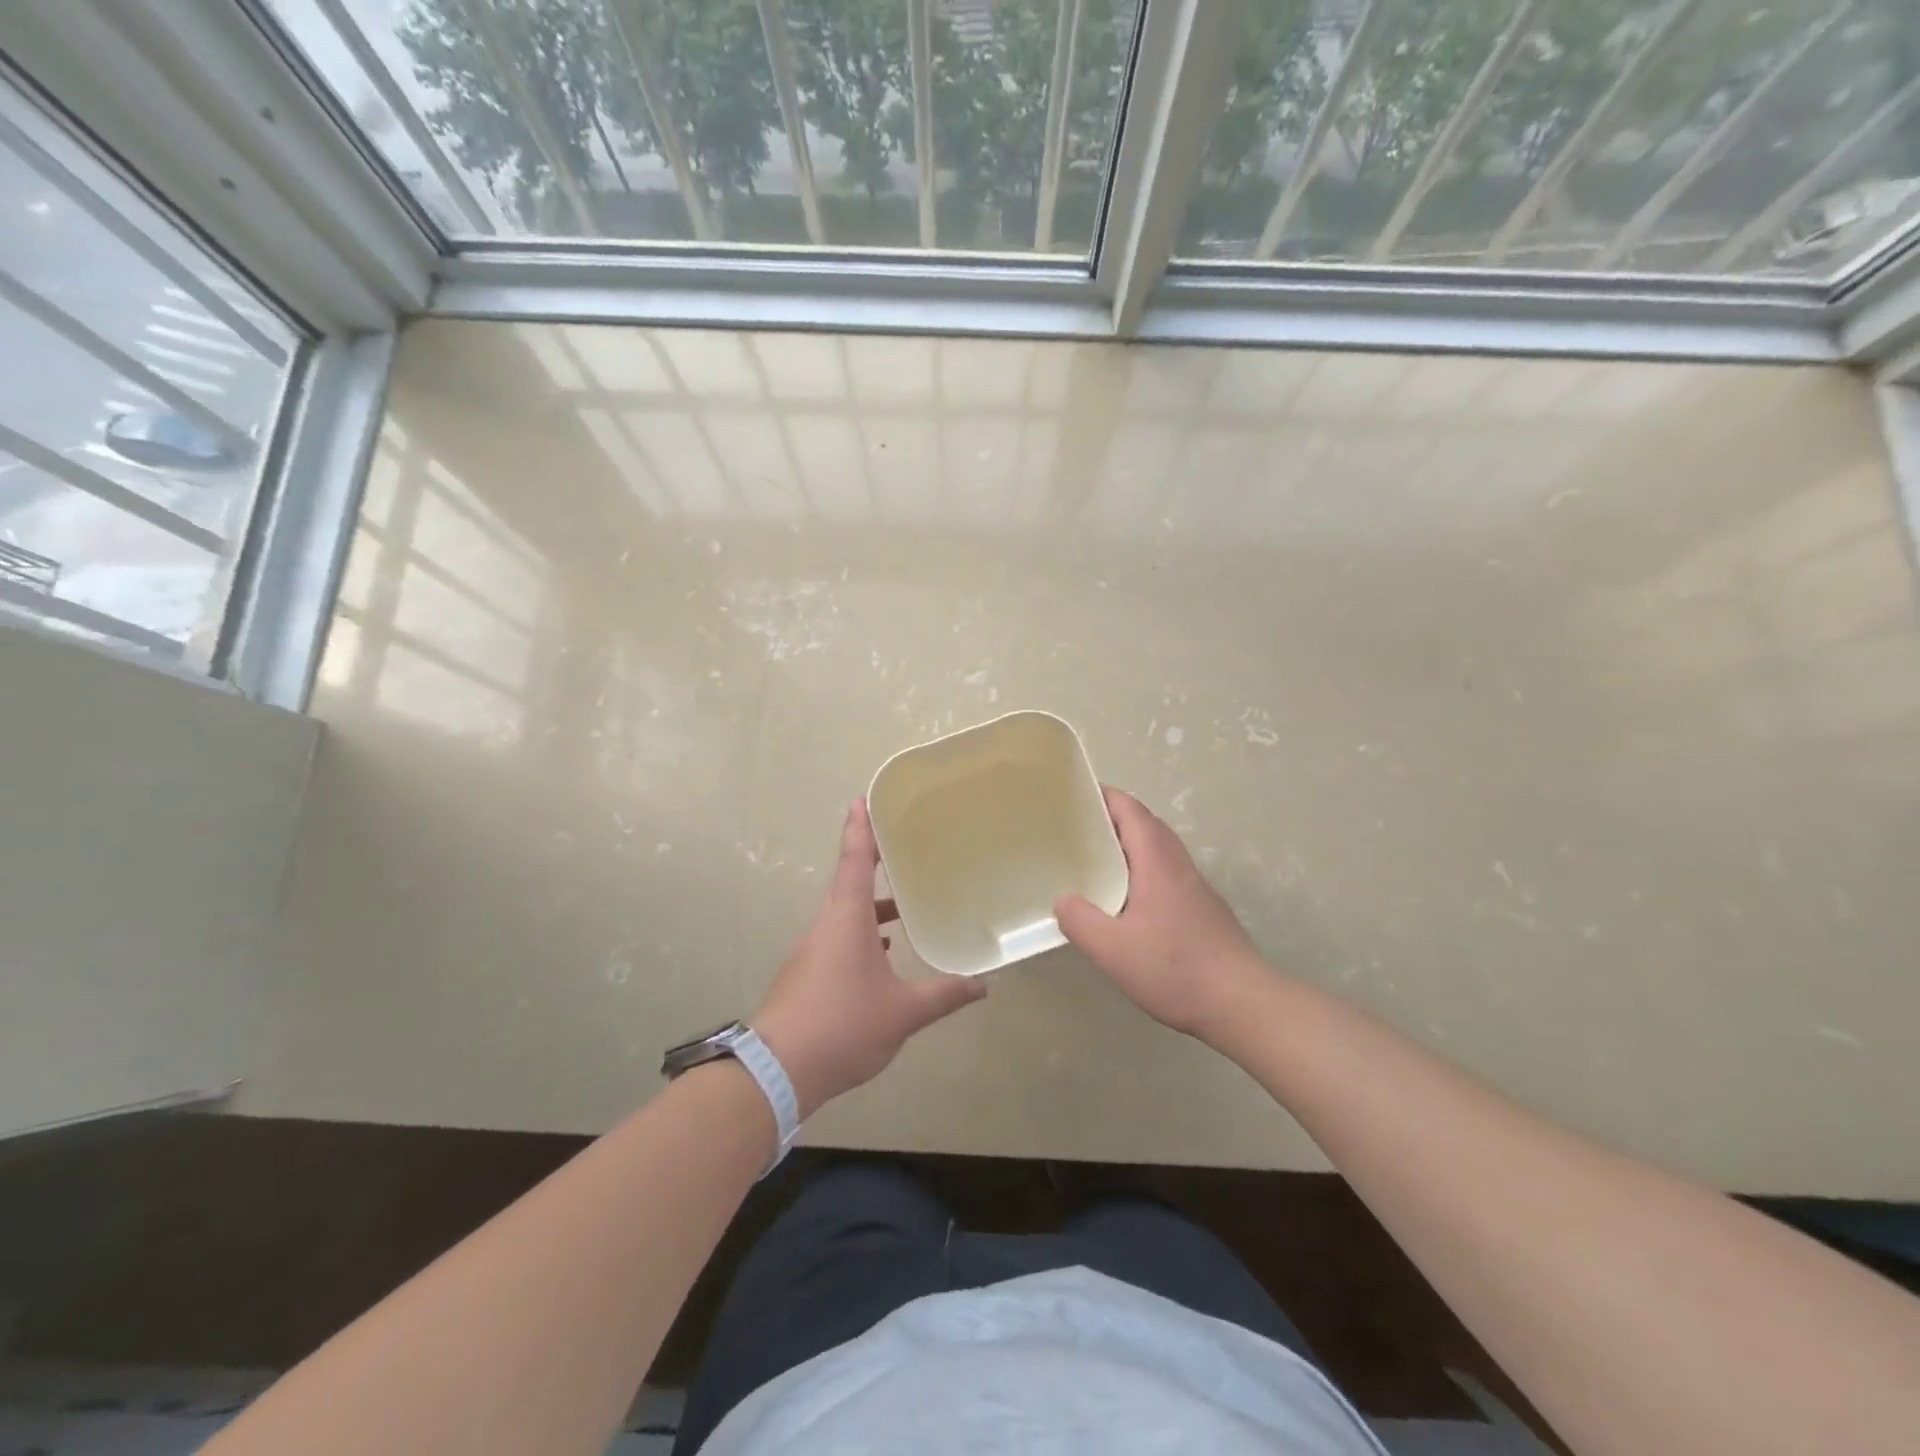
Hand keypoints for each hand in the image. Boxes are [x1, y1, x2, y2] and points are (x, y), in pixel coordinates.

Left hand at [753, 799, 986, 1117]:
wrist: (778, 1070)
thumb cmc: (843, 1025)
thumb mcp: (902, 1012)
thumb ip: (943, 995)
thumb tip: (982, 985)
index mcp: (847, 918)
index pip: (855, 861)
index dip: (860, 829)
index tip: (861, 799)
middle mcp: (827, 924)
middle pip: (850, 882)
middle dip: (873, 862)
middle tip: (901, 845)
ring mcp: (813, 950)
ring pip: (845, 913)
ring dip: (872, 905)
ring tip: (905, 906)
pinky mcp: (808, 973)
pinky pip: (840, 937)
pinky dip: (862, 934)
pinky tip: (883, 952)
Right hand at [1055, 787, 1271, 1044]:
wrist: (1242, 1004)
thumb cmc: (1176, 969)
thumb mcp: (1113, 949)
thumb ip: (1080, 921)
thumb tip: (1062, 900)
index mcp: (1157, 861)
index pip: (1130, 810)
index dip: (1102, 796)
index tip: (1071, 797)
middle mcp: (1178, 864)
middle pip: (1144, 824)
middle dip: (1110, 819)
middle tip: (1073, 830)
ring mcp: (1193, 886)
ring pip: (1156, 850)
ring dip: (1126, 845)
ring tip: (1091, 861)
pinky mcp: (1200, 909)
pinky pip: (1163, 873)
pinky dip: (1139, 870)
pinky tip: (1121, 901)